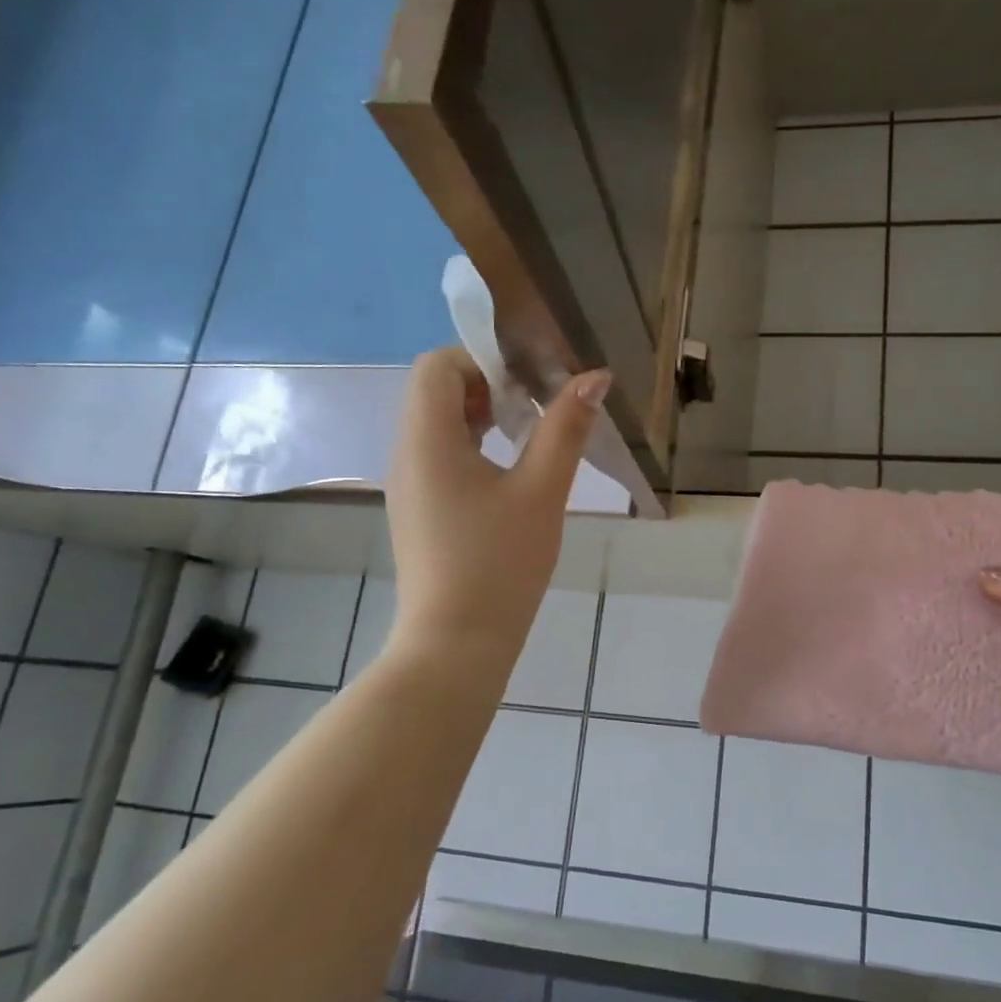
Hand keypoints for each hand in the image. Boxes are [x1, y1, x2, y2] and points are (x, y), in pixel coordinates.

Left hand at [385, 346, 610, 663]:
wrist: (457, 642)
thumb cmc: (501, 562)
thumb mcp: (542, 491)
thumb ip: (566, 428)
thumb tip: (594, 376)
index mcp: (427, 440)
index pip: (438, 364)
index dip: (484, 359)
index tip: (531, 383)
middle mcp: (406, 453)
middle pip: (435, 390)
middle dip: (489, 385)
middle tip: (538, 408)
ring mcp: (408, 484)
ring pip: (438, 423)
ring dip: (483, 416)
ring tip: (529, 437)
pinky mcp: (418, 509)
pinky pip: (439, 455)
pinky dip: (473, 446)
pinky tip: (510, 473)